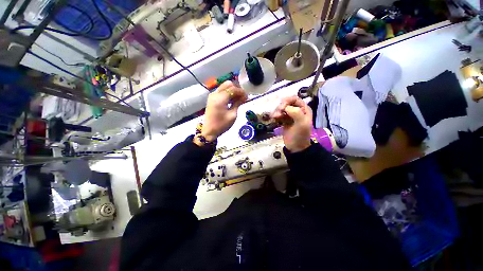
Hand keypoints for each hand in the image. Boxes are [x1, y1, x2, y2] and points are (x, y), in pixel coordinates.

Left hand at [195, 81, 246, 145]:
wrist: (209, 131)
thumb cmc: (222, 124)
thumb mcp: (232, 115)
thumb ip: (238, 103)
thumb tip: (244, 97)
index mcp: (220, 98)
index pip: (233, 89)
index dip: (241, 92)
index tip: (247, 97)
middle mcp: (215, 94)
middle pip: (228, 84)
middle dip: (236, 89)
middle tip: (242, 97)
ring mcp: (212, 96)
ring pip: (224, 87)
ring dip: (232, 91)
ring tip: (239, 99)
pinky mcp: (211, 99)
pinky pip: (221, 92)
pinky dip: (227, 94)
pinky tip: (232, 100)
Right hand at [272, 96, 311, 152]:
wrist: (295, 147)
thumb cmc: (300, 135)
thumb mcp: (301, 124)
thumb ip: (296, 113)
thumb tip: (285, 107)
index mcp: (304, 109)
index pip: (294, 99)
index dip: (287, 101)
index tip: (281, 108)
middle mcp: (297, 110)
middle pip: (286, 103)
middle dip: (280, 107)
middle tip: (276, 115)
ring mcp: (290, 115)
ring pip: (281, 108)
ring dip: (277, 111)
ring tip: (274, 117)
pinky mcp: (284, 120)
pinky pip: (279, 114)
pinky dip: (275, 115)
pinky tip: (274, 119)